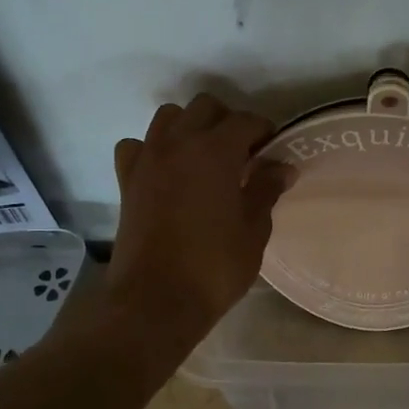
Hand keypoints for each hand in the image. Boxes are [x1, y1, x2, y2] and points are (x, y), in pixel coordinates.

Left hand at [106, 93, 290, 338]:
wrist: (155, 301)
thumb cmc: (214, 267)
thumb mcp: (253, 230)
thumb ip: (266, 190)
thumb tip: (282, 166)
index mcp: (215, 151)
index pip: (245, 121)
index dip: (263, 131)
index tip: (272, 151)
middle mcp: (178, 143)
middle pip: (204, 107)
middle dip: (226, 121)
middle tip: (241, 153)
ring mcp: (147, 159)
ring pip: (168, 117)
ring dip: (189, 127)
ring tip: (204, 157)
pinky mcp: (126, 180)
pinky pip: (137, 146)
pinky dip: (151, 149)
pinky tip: (165, 171)